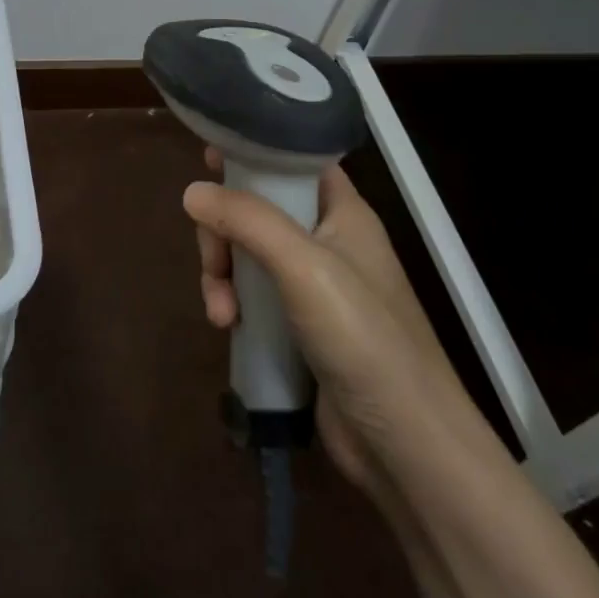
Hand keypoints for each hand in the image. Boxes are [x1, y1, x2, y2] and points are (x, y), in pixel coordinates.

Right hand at [185, 147, 464, 487]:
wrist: (406, 445)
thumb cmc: (364, 338)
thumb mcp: (304, 267)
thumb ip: (248, 221)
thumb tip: (192, 192)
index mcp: (343, 213)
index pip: (295, 161)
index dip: (255, 152)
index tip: (209, 157)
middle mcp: (327, 242)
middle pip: (257, 209)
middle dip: (223, 231)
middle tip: (212, 259)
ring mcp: (312, 287)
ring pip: (246, 254)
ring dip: (221, 273)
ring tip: (219, 312)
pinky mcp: (297, 326)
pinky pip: (251, 295)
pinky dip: (232, 303)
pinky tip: (226, 327)